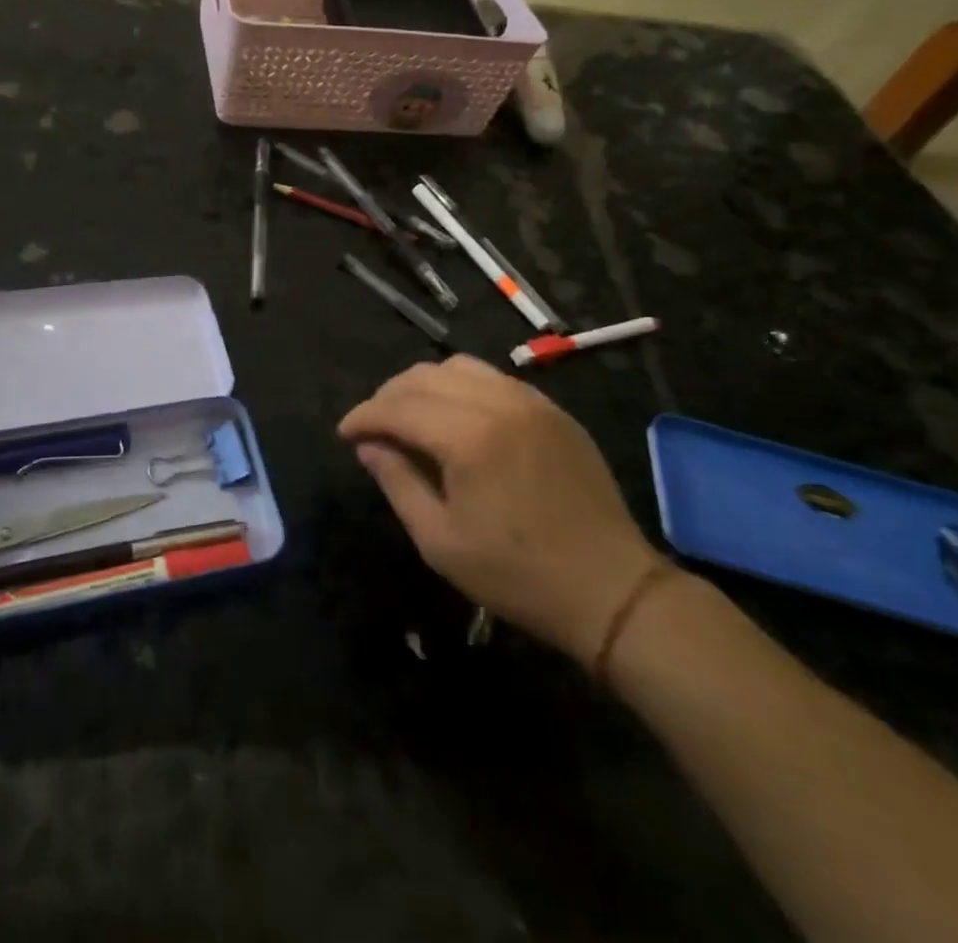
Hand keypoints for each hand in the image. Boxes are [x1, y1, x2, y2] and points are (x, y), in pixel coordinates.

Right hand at [339, 355, 659, 665]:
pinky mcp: (553, 410)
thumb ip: (397, 482)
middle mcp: (498, 403)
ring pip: (458, 368)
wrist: (613, 590)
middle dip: (388, 397)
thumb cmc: (518, 575)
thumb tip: (368, 447)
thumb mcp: (440, 541)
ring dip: (424, 386)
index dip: (363, 417)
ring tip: (411, 418)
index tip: (344, 434)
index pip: (397, 407)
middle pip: (423, 377)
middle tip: (373, 428)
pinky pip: (494, 379)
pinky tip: (457, 419)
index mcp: (468, 437)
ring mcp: (531, 401)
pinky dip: (462, 388)